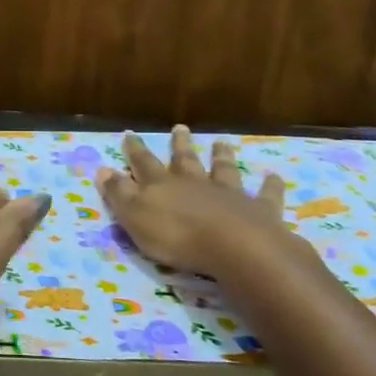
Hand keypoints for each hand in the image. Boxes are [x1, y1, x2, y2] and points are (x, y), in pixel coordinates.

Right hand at [96, 128, 306, 275]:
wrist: (235, 247)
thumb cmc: (177, 236)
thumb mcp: (134, 217)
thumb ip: (119, 193)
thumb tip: (102, 169)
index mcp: (162, 186)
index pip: (143, 164)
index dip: (135, 150)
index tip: (130, 134)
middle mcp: (195, 183)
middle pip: (185, 161)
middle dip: (179, 145)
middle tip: (180, 128)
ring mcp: (228, 194)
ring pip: (224, 170)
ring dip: (222, 156)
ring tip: (222, 142)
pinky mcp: (258, 210)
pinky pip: (265, 194)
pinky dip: (269, 185)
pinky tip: (273, 176)